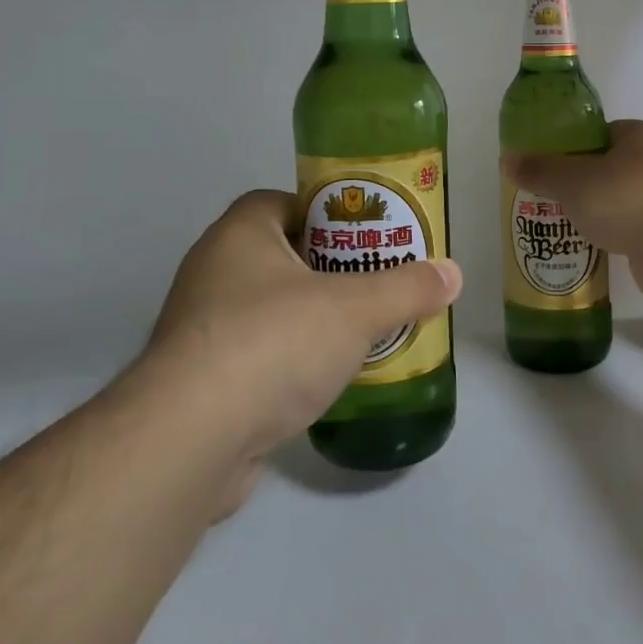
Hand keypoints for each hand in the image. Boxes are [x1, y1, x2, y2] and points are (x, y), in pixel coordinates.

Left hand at [139, 190, 461, 513]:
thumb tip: (453, 274)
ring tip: (359, 333)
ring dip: (308, 319)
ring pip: (268, 309)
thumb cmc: (273, 343)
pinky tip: (323, 382)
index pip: (285, 202)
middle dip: (328, 269)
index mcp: (241, 234)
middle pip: (281, 255)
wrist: (190, 441)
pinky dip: (287, 363)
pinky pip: (254, 356)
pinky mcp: (198, 382)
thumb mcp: (355, 308)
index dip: (327, 213)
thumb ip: (407, 288)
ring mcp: (200, 329)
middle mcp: (212, 271)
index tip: (365, 236)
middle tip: (374, 284)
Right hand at [504, 119, 642, 295]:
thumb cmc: (625, 199)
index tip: (549, 165)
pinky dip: (614, 233)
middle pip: (610, 166)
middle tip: (551, 196)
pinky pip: (633, 227)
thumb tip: (507, 159)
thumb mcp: (571, 181)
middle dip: (582, 181)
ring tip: (565, 223)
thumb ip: (540, 170)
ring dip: (598, 210)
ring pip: (621, 198)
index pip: (600, 133)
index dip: (572, 146)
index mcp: (639, 135)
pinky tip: (592, 246)